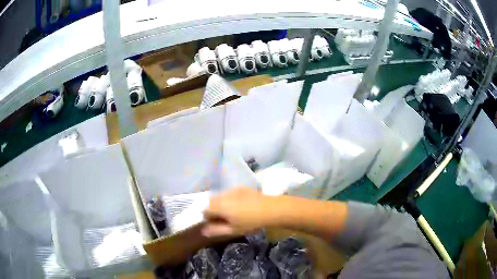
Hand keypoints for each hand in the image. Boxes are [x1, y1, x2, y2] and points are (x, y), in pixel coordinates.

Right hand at [202, 187, 274, 237]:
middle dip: (214, 210)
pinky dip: (230, 199)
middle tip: (225, 220)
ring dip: (221, 204)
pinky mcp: (240, 187)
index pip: (204, 210)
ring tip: (233, 213)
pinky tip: (241, 206)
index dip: (208, 218)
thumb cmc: (250, 222)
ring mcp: (232, 189)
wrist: (271, 209)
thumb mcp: (232, 230)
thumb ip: (216, 230)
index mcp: (218, 206)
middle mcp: (222, 195)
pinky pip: (229, 193)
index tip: (217, 224)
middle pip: (211, 202)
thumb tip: (203, 231)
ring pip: (220, 197)